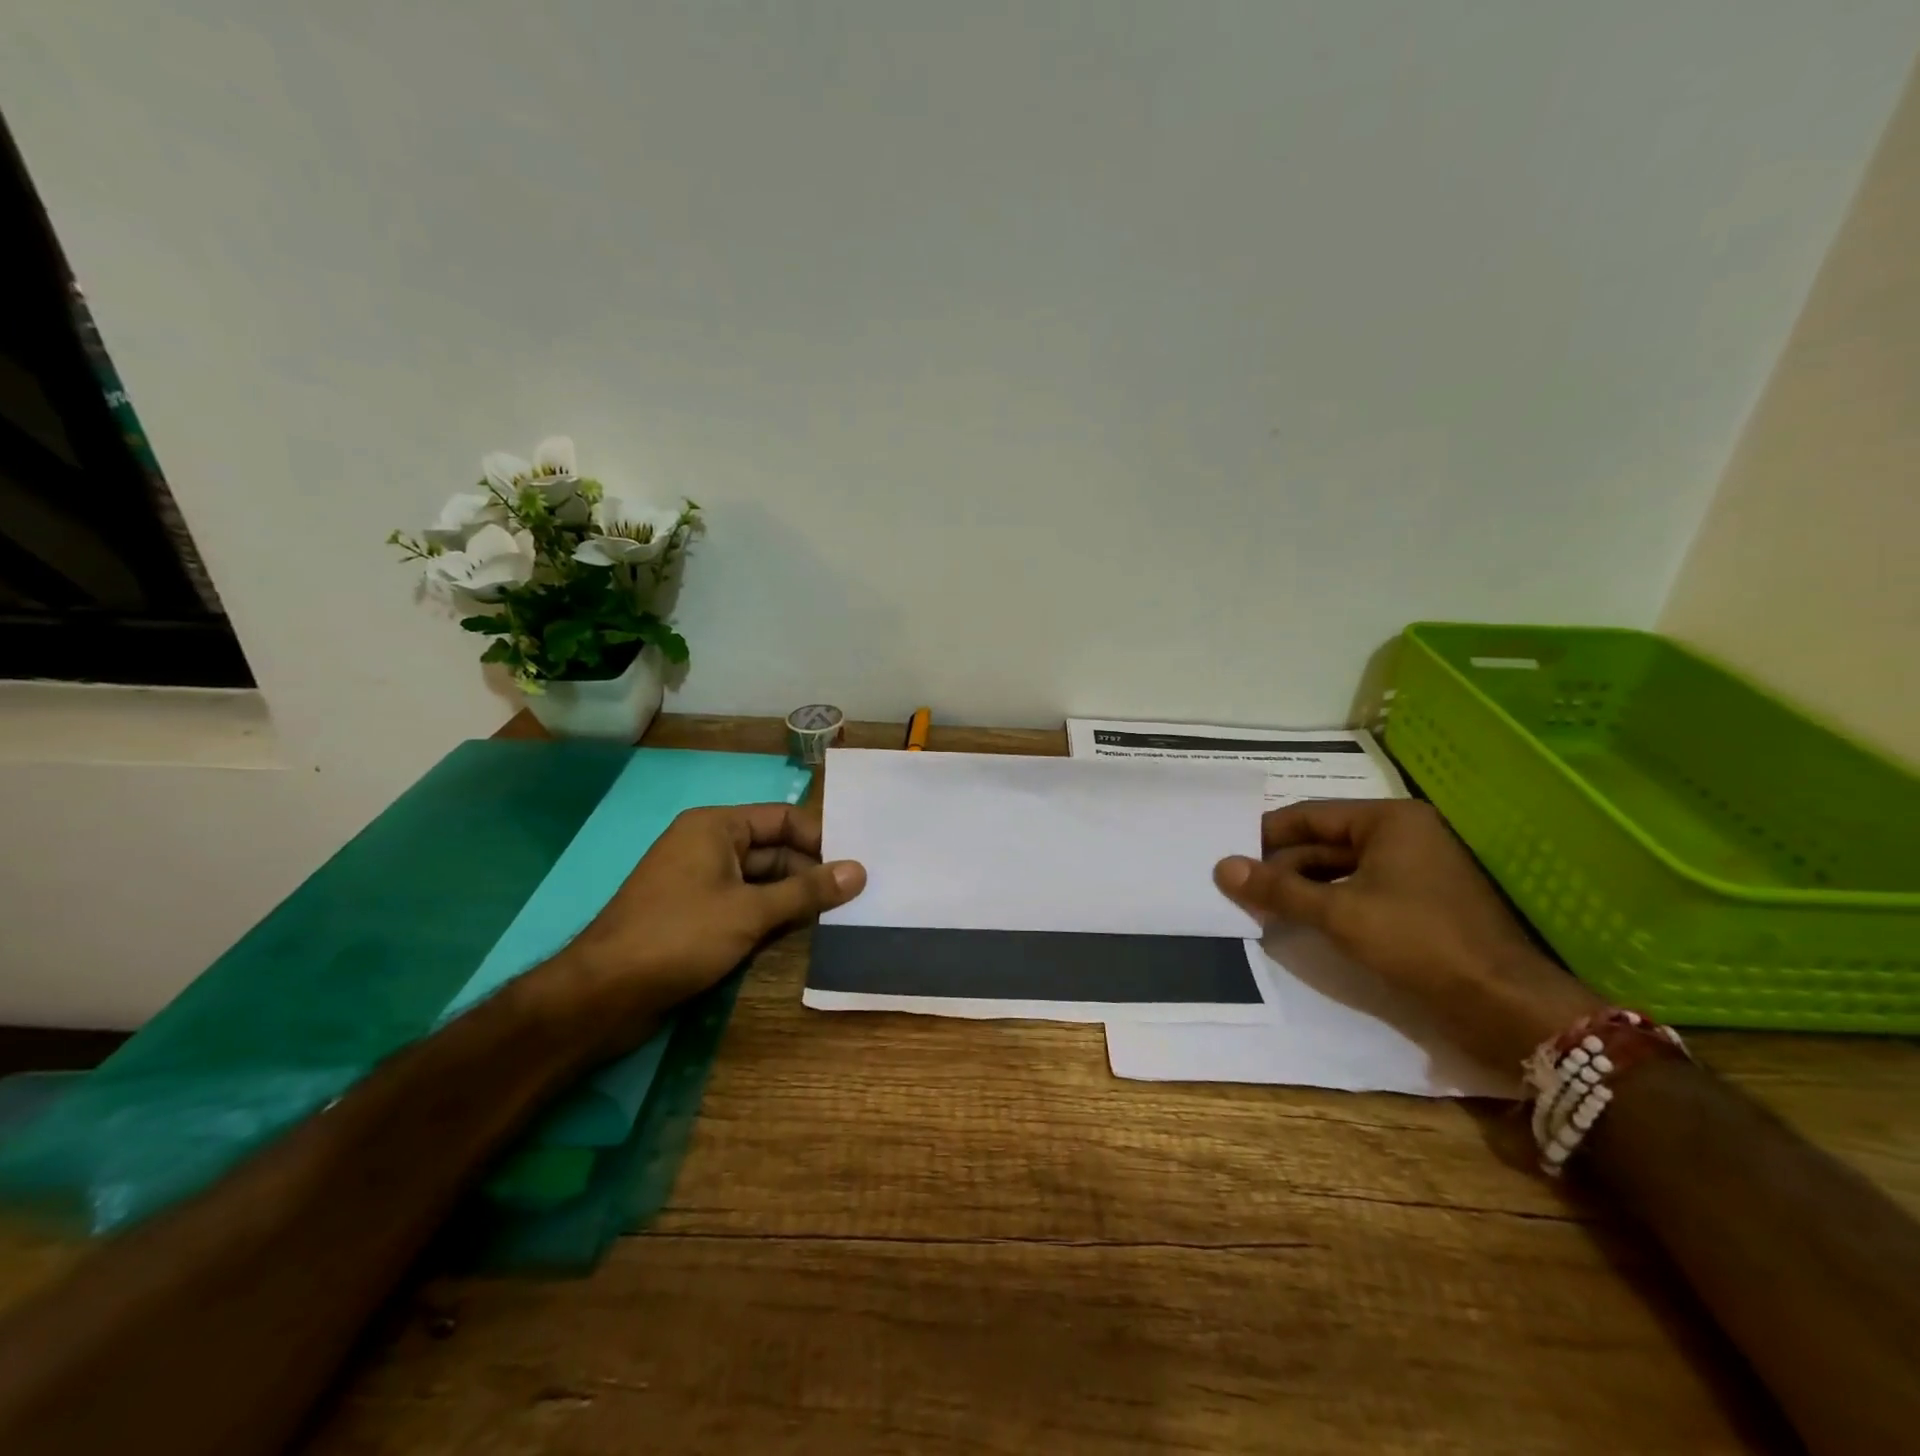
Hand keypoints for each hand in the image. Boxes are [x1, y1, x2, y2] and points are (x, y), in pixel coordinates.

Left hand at [542, 803, 865, 1043]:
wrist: (602, 995)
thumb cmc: (678, 936)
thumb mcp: (750, 912)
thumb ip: (807, 891)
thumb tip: (859, 871)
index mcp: (716, 827)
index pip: (782, 819)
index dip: (820, 838)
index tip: (855, 865)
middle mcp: (708, 846)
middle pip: (774, 850)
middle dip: (811, 872)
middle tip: (856, 896)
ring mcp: (700, 883)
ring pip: (762, 881)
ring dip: (794, 898)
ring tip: (840, 916)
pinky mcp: (696, 916)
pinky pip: (745, 905)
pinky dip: (771, 916)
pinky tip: (802, 934)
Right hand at [1213, 800, 1602, 1069]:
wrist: (1504, 1005)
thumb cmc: (1419, 942)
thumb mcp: (1338, 913)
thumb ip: (1278, 889)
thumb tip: (1222, 868)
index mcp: (1390, 820)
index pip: (1310, 815)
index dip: (1266, 834)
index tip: (1229, 852)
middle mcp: (1404, 835)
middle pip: (1325, 841)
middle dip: (1282, 864)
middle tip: (1238, 885)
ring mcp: (1416, 870)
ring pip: (1341, 869)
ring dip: (1302, 886)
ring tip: (1259, 906)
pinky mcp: (1421, 903)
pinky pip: (1360, 890)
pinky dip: (1328, 902)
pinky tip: (1299, 921)